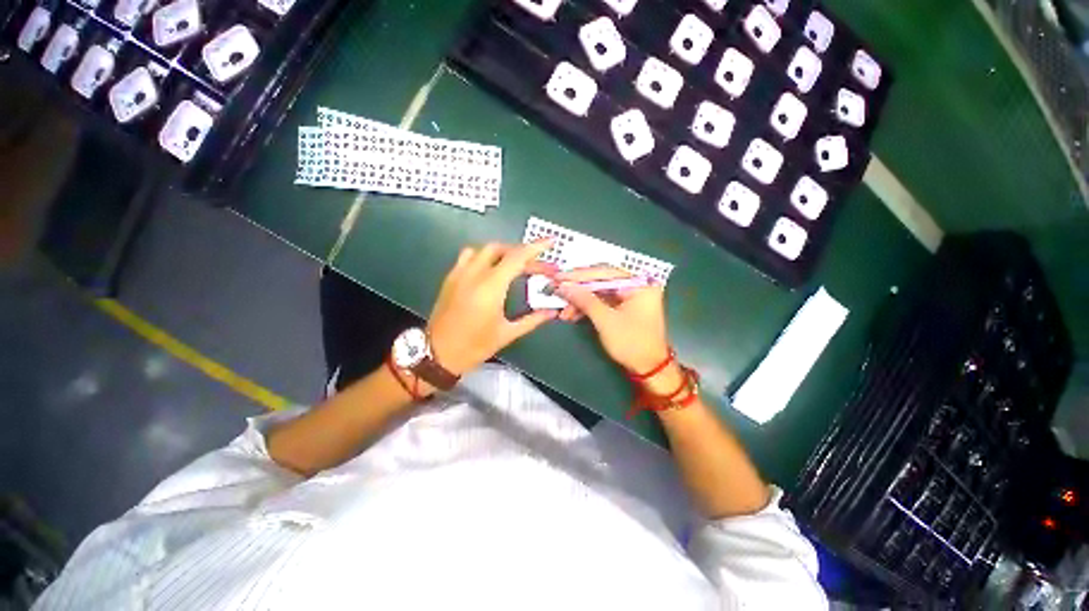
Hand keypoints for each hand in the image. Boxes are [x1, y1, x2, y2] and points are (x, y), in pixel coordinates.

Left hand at [426, 241, 558, 375]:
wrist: (437, 354)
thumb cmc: (474, 346)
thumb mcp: (507, 334)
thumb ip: (532, 320)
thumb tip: (552, 312)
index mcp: (491, 287)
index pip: (517, 257)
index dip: (536, 247)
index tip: (550, 242)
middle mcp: (474, 274)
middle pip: (501, 248)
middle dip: (521, 252)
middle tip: (535, 265)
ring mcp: (459, 273)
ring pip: (483, 249)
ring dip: (502, 252)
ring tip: (514, 265)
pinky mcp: (450, 278)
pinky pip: (469, 256)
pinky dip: (484, 256)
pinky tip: (491, 270)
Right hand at [554, 266, 671, 375]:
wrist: (649, 369)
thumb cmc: (632, 344)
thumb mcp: (606, 321)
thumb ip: (585, 300)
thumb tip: (563, 286)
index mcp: (639, 284)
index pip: (604, 272)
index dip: (579, 275)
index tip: (559, 278)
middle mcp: (636, 285)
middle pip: (601, 280)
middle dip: (578, 289)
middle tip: (557, 291)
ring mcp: (630, 296)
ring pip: (599, 292)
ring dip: (580, 301)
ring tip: (563, 311)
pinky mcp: (624, 306)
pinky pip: (602, 301)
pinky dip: (587, 307)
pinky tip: (573, 314)